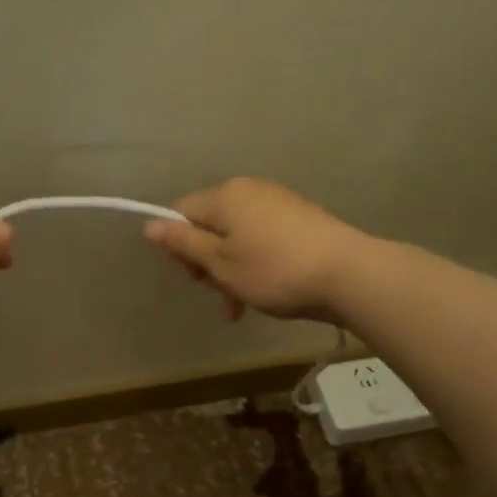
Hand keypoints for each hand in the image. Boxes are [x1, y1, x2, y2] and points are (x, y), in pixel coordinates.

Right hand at [143, 178, 366, 322]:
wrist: (347, 273)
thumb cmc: (273, 270)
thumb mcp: (221, 263)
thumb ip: (184, 243)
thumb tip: (149, 224)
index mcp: (225, 196)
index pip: (181, 211)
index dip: (178, 244)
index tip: (192, 276)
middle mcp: (249, 190)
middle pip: (210, 224)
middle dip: (207, 262)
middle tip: (218, 294)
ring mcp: (277, 203)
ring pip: (236, 237)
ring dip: (230, 271)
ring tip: (240, 305)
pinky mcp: (299, 219)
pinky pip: (261, 239)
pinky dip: (254, 264)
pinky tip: (264, 292)